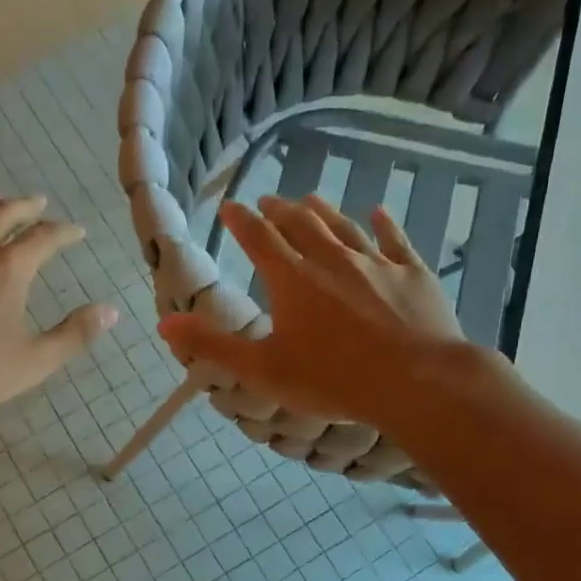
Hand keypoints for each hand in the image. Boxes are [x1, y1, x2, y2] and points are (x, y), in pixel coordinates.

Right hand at [159, 194, 465, 425]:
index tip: (231, 206)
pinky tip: (379, 212)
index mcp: (292, 279)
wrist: (417, 382)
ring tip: (311, 199)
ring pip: (344, 228)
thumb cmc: (332, 379)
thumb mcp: (261, 369)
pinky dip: (384, 224)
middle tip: (269, 200)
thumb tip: (163, 323)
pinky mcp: (413, 274)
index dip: (241, 221)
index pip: (259, 239)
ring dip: (324, 212)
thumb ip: (212, 345)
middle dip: (281, 211)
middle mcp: (331, 260)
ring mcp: (376, 264)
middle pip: (301, 225)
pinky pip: (395, 241)